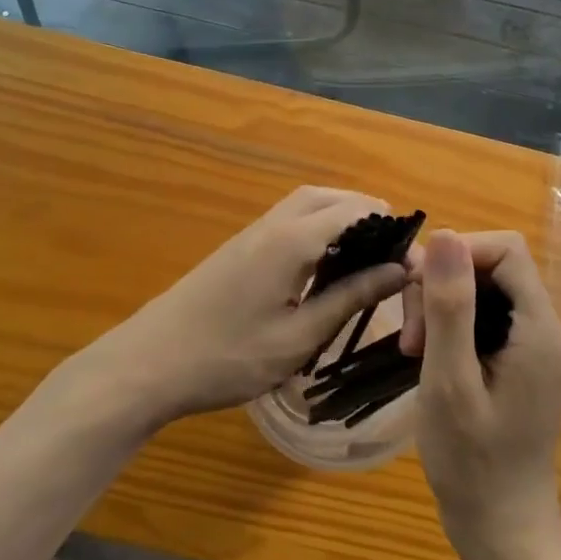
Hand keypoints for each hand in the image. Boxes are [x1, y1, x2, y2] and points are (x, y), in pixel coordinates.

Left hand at [69, 186, 408, 431]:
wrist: (148, 363)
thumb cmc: (228, 357)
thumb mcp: (298, 336)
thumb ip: (350, 297)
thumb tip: (399, 270)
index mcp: (292, 240)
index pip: (355, 211)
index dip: (390, 229)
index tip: (412, 261)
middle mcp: (273, 224)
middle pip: (328, 197)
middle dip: (366, 213)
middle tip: (392, 250)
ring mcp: (251, 234)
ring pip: (305, 205)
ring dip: (340, 217)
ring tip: (366, 256)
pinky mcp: (239, 249)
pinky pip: (288, 221)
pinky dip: (316, 229)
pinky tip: (324, 266)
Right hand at [405, 230, 560, 559]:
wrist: (502, 530)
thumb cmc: (474, 462)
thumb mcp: (450, 380)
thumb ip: (450, 306)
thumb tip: (445, 235)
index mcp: (537, 327)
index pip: (505, 250)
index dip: (458, 255)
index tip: (418, 291)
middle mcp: (540, 328)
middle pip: (490, 267)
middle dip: (442, 286)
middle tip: (410, 337)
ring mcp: (528, 347)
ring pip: (480, 291)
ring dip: (439, 308)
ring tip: (412, 352)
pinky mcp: (513, 363)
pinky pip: (480, 319)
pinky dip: (447, 327)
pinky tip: (426, 358)